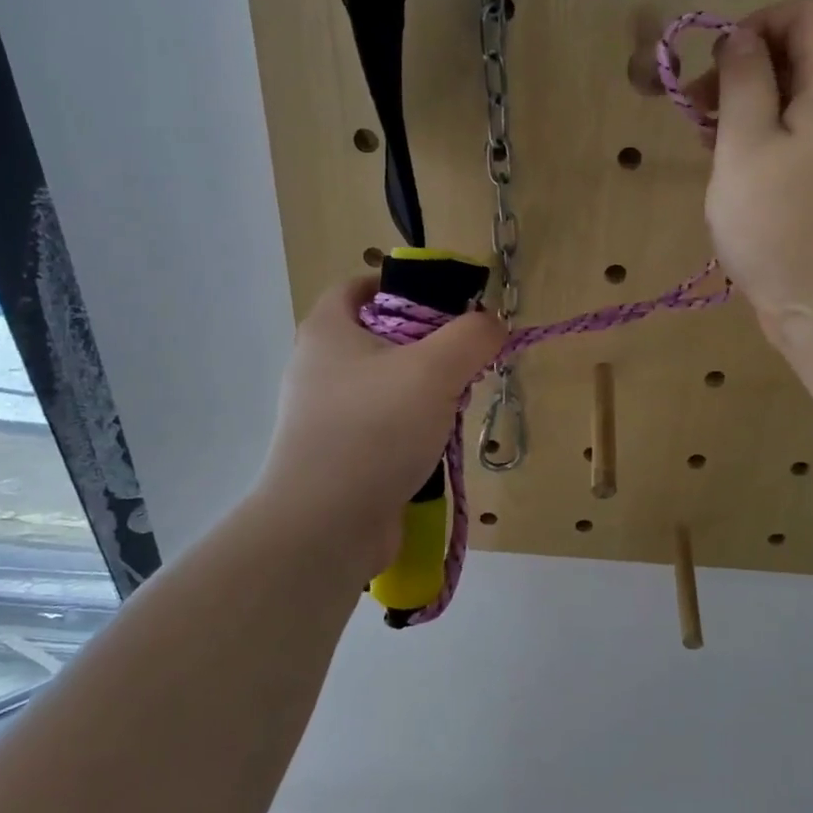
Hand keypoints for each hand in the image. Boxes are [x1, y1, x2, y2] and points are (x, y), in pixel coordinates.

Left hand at [253, 278, 505, 580]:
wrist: (326, 526)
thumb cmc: (375, 430)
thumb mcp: (434, 369)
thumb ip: (472, 336)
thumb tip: (492, 324)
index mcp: (327, 330)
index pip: (359, 286)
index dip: (401, 285)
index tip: (445, 303)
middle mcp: (319, 367)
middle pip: (381, 336)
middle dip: (427, 343)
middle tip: (463, 358)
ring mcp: (327, 415)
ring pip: (388, 384)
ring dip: (425, 390)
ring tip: (457, 403)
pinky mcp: (340, 454)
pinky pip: (384, 425)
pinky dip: (412, 427)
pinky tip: (437, 444)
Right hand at [693, 0, 812, 347]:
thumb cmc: (780, 224)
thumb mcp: (745, 145)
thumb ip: (742, 81)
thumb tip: (740, 37)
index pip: (808, 13)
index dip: (756, 25)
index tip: (716, 68)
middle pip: (803, 55)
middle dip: (746, 70)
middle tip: (700, 112)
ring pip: (799, 101)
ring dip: (750, 109)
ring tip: (709, 145)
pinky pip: (804, 138)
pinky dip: (768, 140)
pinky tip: (736, 173)